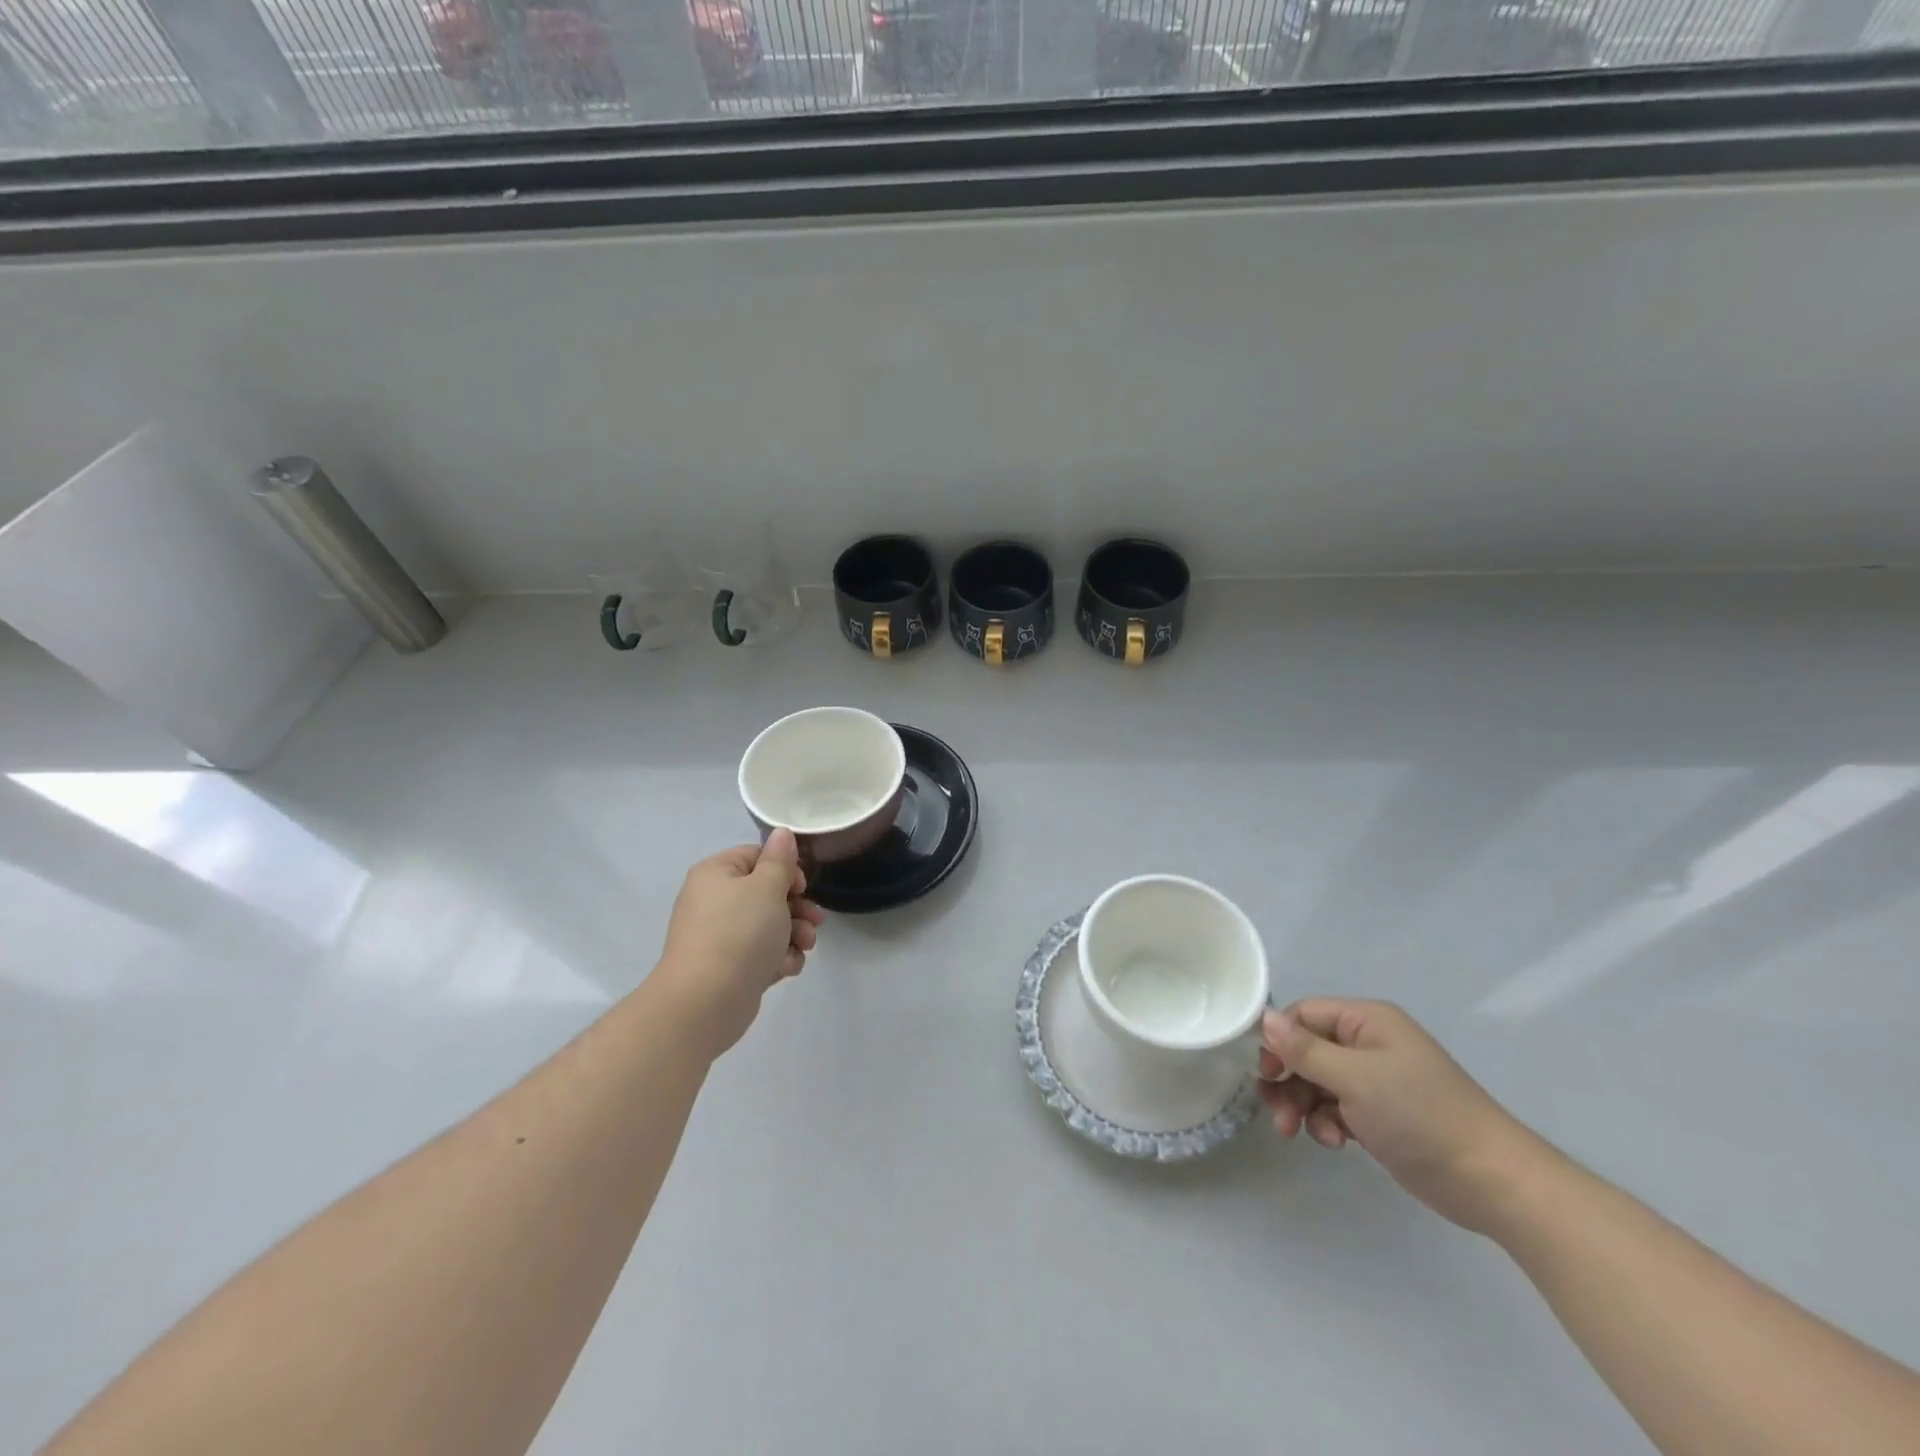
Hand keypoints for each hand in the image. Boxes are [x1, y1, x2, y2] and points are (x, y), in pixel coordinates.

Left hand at [656, 829, 823, 1057]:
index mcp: (716, 873)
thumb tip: (782, 833)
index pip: (757, 856)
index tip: (803, 887)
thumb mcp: (767, 887)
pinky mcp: (727, 967)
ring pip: (768, 925)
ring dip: (793, 934)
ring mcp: (719, 936)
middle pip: (766, 892)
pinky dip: (777, 958)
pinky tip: (785, 968)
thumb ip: (779, 860)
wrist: (705, 1002)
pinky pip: (759, 953)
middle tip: (815, 920)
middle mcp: (713, 901)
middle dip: (797, 907)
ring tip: (805, 947)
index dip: (785, 869)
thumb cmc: (739, 933)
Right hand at [1259, 999, 1543, 1234]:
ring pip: (1317, 1082)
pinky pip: (1335, 1107)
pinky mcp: (1380, 1114)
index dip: (1278, 1039)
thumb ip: (1305, 1050)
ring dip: (1301, 1104)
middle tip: (1275, 1110)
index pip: (1304, 1015)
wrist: (1491, 1181)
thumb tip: (1264, 1018)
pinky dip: (1326, 1122)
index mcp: (1366, 1022)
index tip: (1263, 1072)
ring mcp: (1375, 1080)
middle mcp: (1368, 1044)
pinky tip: (1335, 1142)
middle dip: (1287, 1079)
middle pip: (1306, 1050)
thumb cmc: (1419, 1115)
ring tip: (1296, 1132)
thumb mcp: (1355, 1078)